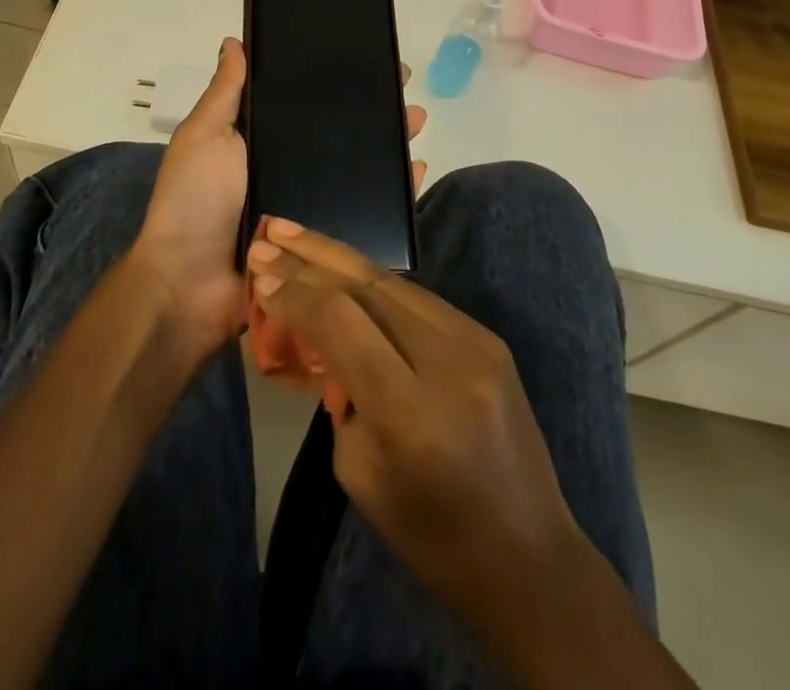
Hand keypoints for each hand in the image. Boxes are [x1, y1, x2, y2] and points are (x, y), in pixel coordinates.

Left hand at [130, 42, 431, 362]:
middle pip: (336, 136)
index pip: (303, 104)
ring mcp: (305, 207)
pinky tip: (415, 172)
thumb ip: (225, 94)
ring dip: (387, 146)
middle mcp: (286, 170)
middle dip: (371, 112)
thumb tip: (233, 41)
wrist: (189, 286)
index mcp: (258, 142)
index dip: (333, 83)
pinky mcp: (321, 242)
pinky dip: (391, 196)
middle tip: (403, 89)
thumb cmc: (193, 202)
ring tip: (415, 120)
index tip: (366, 59)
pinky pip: (363, 215)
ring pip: (356, 171)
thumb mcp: (204, 137)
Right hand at [245, 223, 588, 622]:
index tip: (259, 274)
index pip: (341, 322)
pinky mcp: (489, 337)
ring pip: (393, 281)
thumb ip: (340, 393)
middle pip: (368, 286)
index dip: (296, 292)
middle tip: (267, 231)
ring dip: (340, 256)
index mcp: (411, 411)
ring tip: (295, 234)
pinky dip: (373, 281)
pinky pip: (418, 299)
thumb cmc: (432, 536)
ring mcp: (477, 342)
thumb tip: (324, 335)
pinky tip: (342, 269)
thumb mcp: (360, 475)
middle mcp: (448, 361)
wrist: (530, 557)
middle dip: (311, 255)